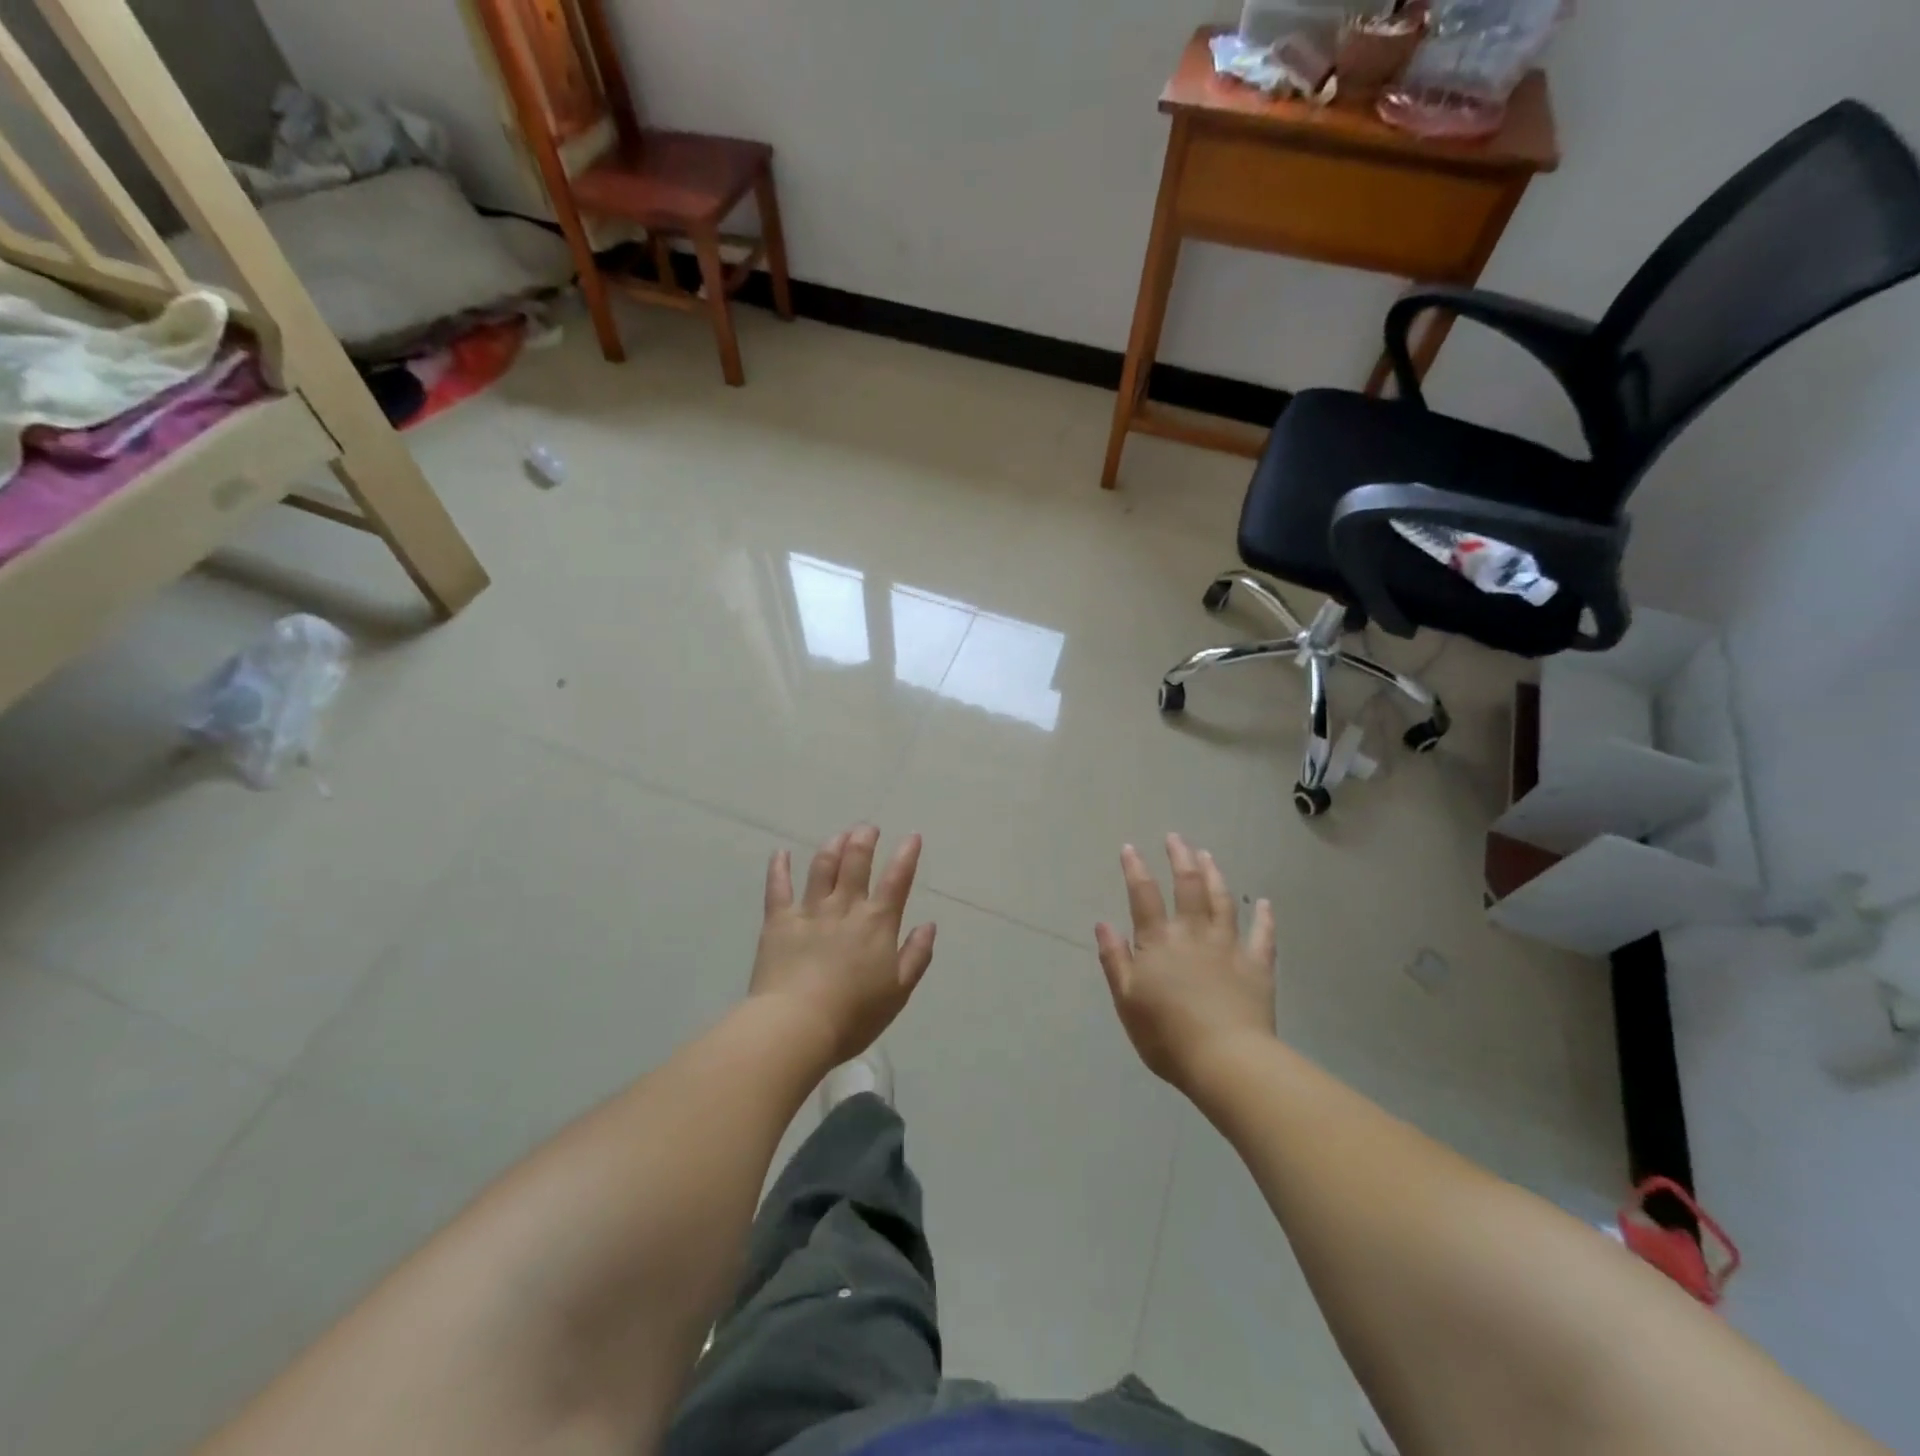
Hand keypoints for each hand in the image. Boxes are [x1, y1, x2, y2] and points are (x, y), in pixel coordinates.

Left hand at [750, 825, 936, 1064]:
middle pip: (856, 862)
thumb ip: (916, 956)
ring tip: (839, 835)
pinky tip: (781, 853)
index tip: (912, 836)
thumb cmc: (854, 1015)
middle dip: (864, 840)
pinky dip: (779, 867)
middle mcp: (845, 907)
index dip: (906, 855)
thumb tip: (929, 925)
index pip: (896, 880)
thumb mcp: (898, 992)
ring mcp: (810, 911)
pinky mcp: (778, 921)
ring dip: (832, 846)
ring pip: (822, 867)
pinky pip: (778, 887)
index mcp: (877, 923)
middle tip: (868, 828)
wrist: (797, 1026)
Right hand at [1095, 835, 1276, 1090]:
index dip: (1136, 869)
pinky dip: (1265, 917)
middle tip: (1176, 838)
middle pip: (1187, 886)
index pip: (1144, 895)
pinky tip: (1265, 903)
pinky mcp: (1257, 966)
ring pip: (1223, 901)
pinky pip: (1263, 935)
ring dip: (1214, 875)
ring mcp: (1229, 946)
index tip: (1131, 848)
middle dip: (1180, 858)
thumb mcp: (1127, 1000)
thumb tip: (1103, 923)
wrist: (1226, 1060)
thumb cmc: (1166, 1035)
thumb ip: (1115, 959)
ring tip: (1208, 856)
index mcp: (1159, 942)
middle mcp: (1194, 934)